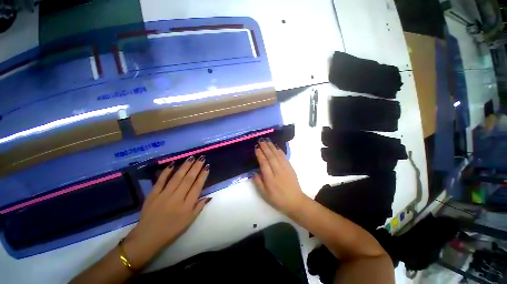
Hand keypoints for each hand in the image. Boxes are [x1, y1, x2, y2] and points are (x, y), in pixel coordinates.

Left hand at [123, 156, 210, 268]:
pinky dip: (166, 172)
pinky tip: (172, 164)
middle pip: (188, 179)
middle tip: (201, 158)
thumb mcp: (189, 221)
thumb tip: (209, 196)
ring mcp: (164, 195)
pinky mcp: (153, 194)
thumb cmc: (171, 230)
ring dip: (185, 166)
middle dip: (196, 167)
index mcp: (187, 205)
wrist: (147, 237)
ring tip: (191, 157)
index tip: (207, 167)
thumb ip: (199, 207)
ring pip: (177, 177)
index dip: (203, 176)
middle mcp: (177, 198)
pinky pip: (160, 181)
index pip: (197, 187)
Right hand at [253, 138, 307, 215]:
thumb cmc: (278, 199)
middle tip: (261, 141)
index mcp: (270, 179)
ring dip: (272, 147)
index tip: (256, 148)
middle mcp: (278, 171)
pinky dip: (280, 151)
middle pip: (271, 157)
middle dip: (265, 148)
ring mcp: (285, 169)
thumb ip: (258, 182)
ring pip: (278, 155)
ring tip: (267, 141)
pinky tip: (276, 147)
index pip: (264, 163)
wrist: (295, 201)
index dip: (260, 155)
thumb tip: (254, 172)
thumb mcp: (265, 194)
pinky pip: (284, 157)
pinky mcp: (290, 168)